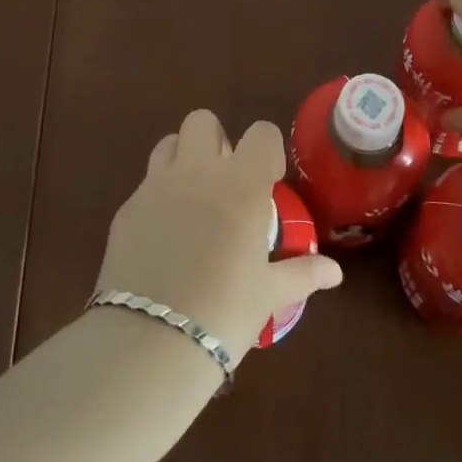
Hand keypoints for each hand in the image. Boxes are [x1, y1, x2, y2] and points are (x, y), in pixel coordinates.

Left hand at [96, 109, 343, 364]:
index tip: (268, 181)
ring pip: (168, 143)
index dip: (267, 151)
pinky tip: (165, 236)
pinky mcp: (126, 208)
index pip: (261, 133)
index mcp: (241, 184)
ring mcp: (155, 186)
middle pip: (203, 121)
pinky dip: (159, 196)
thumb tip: (334, 273)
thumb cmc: (224, 313)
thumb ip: (302, 273)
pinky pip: (146, 184)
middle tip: (226, 182)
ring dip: (183, 159)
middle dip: (217, 140)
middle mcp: (197, 172)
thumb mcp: (269, 294)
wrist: (150, 340)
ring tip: (193, 200)